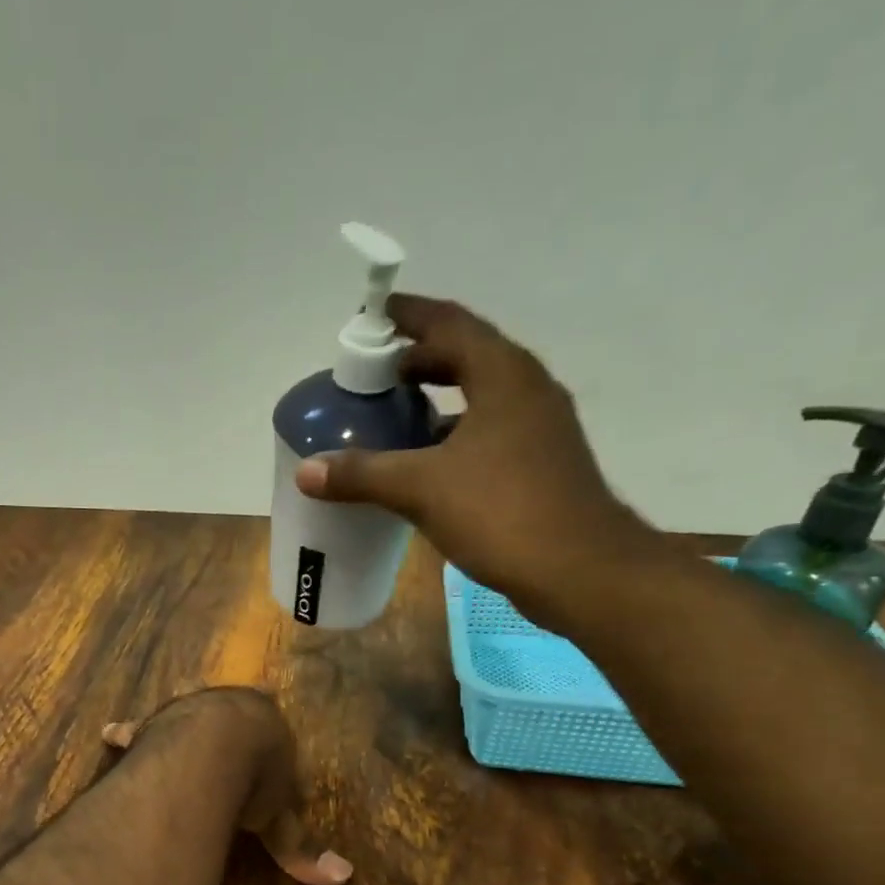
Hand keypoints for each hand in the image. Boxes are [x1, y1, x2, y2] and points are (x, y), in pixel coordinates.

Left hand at [102, 688, 352, 884]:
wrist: (214, 749)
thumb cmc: (257, 777)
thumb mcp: (280, 818)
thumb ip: (300, 846)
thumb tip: (343, 879)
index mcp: (264, 721)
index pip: (267, 719)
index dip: (261, 730)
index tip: (258, 730)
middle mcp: (224, 707)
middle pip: (222, 710)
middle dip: (218, 720)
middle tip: (212, 732)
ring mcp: (184, 712)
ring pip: (179, 714)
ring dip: (173, 725)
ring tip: (176, 732)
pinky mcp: (151, 725)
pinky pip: (137, 729)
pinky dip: (126, 734)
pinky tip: (112, 735)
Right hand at [293, 294, 647, 620]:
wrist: (578, 569)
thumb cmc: (501, 512)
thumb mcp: (422, 488)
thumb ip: (363, 474)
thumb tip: (306, 470)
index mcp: (503, 375)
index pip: (451, 324)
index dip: (410, 315)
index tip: (375, 315)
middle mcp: (527, 390)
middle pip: (468, 355)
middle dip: (422, 357)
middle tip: (378, 372)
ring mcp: (540, 428)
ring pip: (482, 396)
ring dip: (440, 397)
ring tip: (396, 413)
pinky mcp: (541, 464)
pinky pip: (490, 431)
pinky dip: (456, 434)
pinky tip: (428, 463)